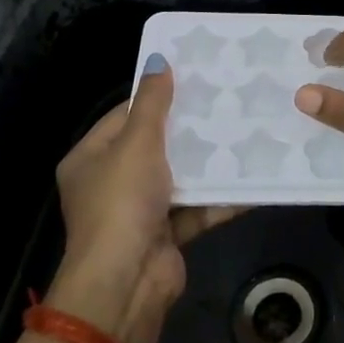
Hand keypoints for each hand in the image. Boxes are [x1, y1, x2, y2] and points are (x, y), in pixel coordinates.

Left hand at [51, 57, 237, 342]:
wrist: (126, 283)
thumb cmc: (122, 202)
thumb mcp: (136, 143)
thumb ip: (153, 103)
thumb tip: (158, 59)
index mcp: (90, 158)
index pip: (125, 116)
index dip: (156, 97)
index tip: (193, 78)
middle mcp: (111, 183)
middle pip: (155, 145)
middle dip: (189, 128)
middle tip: (227, 100)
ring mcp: (140, 211)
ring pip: (180, 176)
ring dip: (209, 161)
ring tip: (246, 130)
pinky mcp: (167, 233)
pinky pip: (197, 206)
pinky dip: (220, 196)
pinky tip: (253, 176)